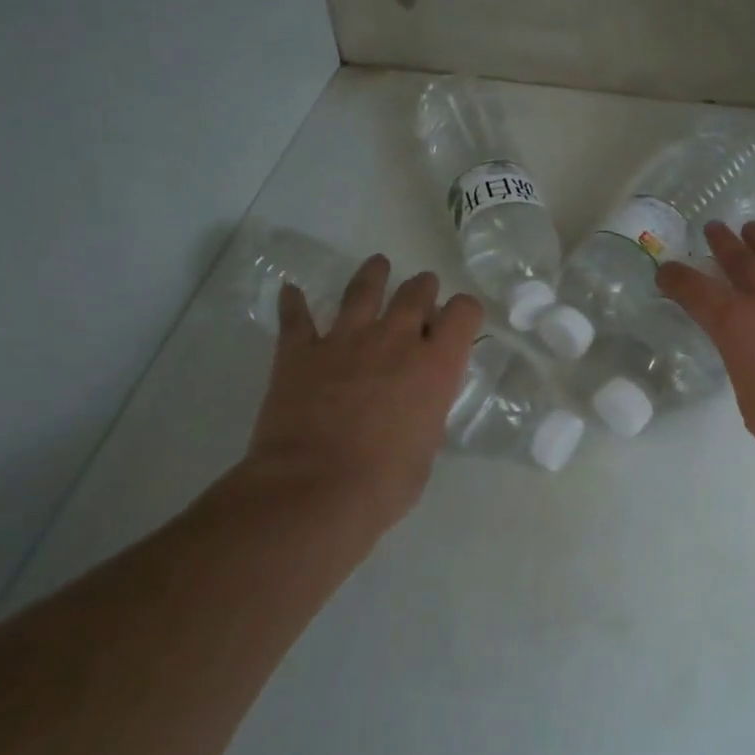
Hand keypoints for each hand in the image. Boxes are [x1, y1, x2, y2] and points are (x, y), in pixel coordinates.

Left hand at [236, 255, 483, 535]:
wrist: (316, 490)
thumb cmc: (386, 482)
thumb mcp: (427, 444)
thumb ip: (426, 409)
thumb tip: (416, 402)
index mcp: (436, 364)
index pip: (464, 312)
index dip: (464, 311)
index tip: (458, 321)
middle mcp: (396, 340)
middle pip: (416, 293)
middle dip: (423, 288)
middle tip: (422, 291)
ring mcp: (345, 340)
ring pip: (362, 290)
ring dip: (373, 275)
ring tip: (378, 265)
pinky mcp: (300, 352)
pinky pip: (296, 317)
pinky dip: (293, 303)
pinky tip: (290, 291)